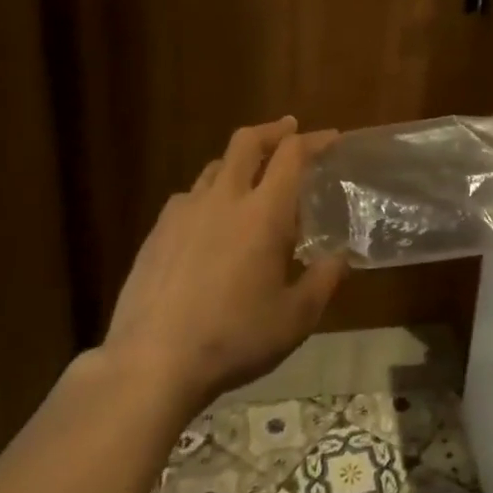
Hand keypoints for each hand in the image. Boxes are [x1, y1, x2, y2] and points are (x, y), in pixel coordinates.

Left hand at [103, 117, 348, 411]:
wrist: (152, 362)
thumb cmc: (234, 338)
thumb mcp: (295, 319)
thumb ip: (324, 281)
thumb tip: (340, 257)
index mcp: (264, 213)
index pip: (292, 155)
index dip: (314, 140)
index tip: (330, 138)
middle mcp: (225, 199)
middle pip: (247, 142)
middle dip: (273, 130)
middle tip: (289, 131)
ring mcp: (185, 212)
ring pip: (215, 166)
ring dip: (239, 162)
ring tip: (251, 179)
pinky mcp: (157, 231)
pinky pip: (189, 197)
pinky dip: (209, 195)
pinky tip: (209, 221)